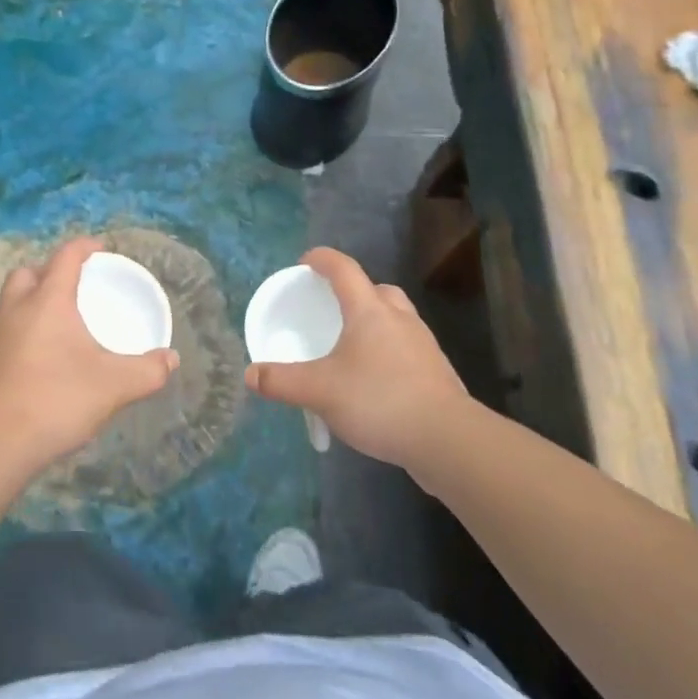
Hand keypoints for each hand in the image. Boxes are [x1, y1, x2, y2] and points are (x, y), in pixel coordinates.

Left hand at [0, 237, 178, 473]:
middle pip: (28, 272)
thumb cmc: (55, 400)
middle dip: (49, 271)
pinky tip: (41, 360)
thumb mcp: (113, 386)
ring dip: (33, 302)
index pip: (65, 257)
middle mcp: (16, 309)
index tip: (101, 249)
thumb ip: (147, 371)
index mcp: (47, 301)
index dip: (84, 247)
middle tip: (74, 287)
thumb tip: (171, 360)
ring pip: (12, 302)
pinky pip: (5, 332)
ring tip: (60, 324)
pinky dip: (23, 332)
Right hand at [244, 247, 468, 468]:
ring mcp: (423, 346)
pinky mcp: (437, 373)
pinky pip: (407, 349)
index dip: (323, 259)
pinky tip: (376, 381)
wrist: (447, 439)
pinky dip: (389, 353)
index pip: (344, 270)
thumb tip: (250, 375)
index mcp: (369, 311)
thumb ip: (281, 382)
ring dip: (375, 322)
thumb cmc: (379, 400)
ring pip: (397, 319)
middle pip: (378, 290)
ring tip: (353, 346)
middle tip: (334, 307)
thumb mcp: (319, 391)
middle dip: (355, 292)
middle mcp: (400, 319)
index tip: (306, 261)